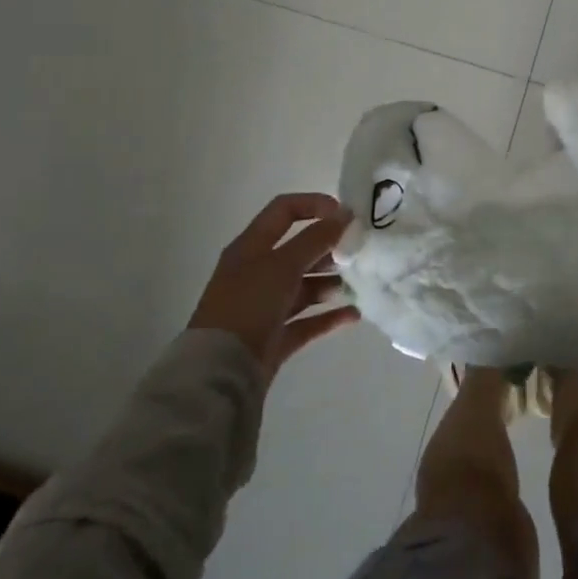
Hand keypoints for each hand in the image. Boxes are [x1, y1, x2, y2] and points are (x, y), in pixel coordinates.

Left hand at [190, 194, 360, 379]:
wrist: (219, 373)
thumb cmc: (248, 305)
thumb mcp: (283, 264)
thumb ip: (316, 238)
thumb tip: (345, 214)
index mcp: (251, 247)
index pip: (284, 210)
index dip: (314, 205)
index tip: (345, 215)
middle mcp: (257, 273)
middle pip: (298, 250)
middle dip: (329, 248)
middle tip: (358, 252)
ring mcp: (265, 307)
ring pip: (305, 286)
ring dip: (331, 282)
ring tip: (357, 284)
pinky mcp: (274, 338)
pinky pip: (308, 321)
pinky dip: (329, 316)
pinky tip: (354, 314)